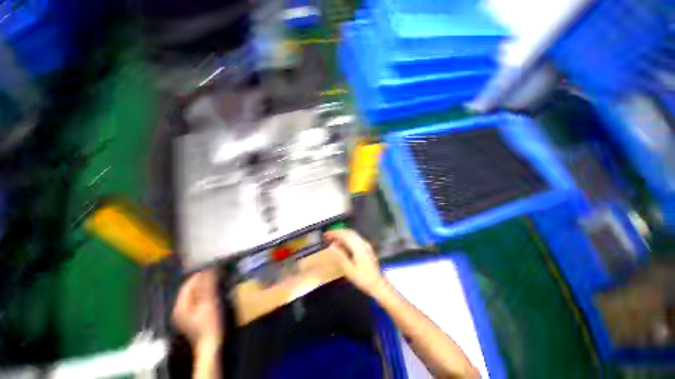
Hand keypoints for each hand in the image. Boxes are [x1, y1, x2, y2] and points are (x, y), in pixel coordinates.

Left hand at [172, 269, 222, 347]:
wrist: (210, 343)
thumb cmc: (209, 322)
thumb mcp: (209, 302)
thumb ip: (208, 285)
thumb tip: (208, 269)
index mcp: (181, 304)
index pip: (189, 283)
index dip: (200, 274)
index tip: (213, 268)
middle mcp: (179, 308)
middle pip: (190, 288)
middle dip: (202, 280)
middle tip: (216, 274)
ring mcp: (184, 314)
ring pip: (193, 294)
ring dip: (204, 286)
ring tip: (216, 281)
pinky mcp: (191, 317)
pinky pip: (196, 300)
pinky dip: (204, 294)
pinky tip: (212, 294)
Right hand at [325, 229, 384, 296]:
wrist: (378, 284)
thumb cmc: (363, 278)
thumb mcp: (349, 270)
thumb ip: (340, 256)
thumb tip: (332, 246)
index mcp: (358, 247)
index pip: (345, 235)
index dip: (335, 233)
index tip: (326, 234)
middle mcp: (363, 243)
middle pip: (349, 232)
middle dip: (338, 232)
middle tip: (329, 235)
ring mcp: (366, 245)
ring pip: (353, 234)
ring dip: (343, 234)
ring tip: (334, 238)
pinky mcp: (367, 248)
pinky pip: (355, 238)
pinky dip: (347, 238)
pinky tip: (343, 243)